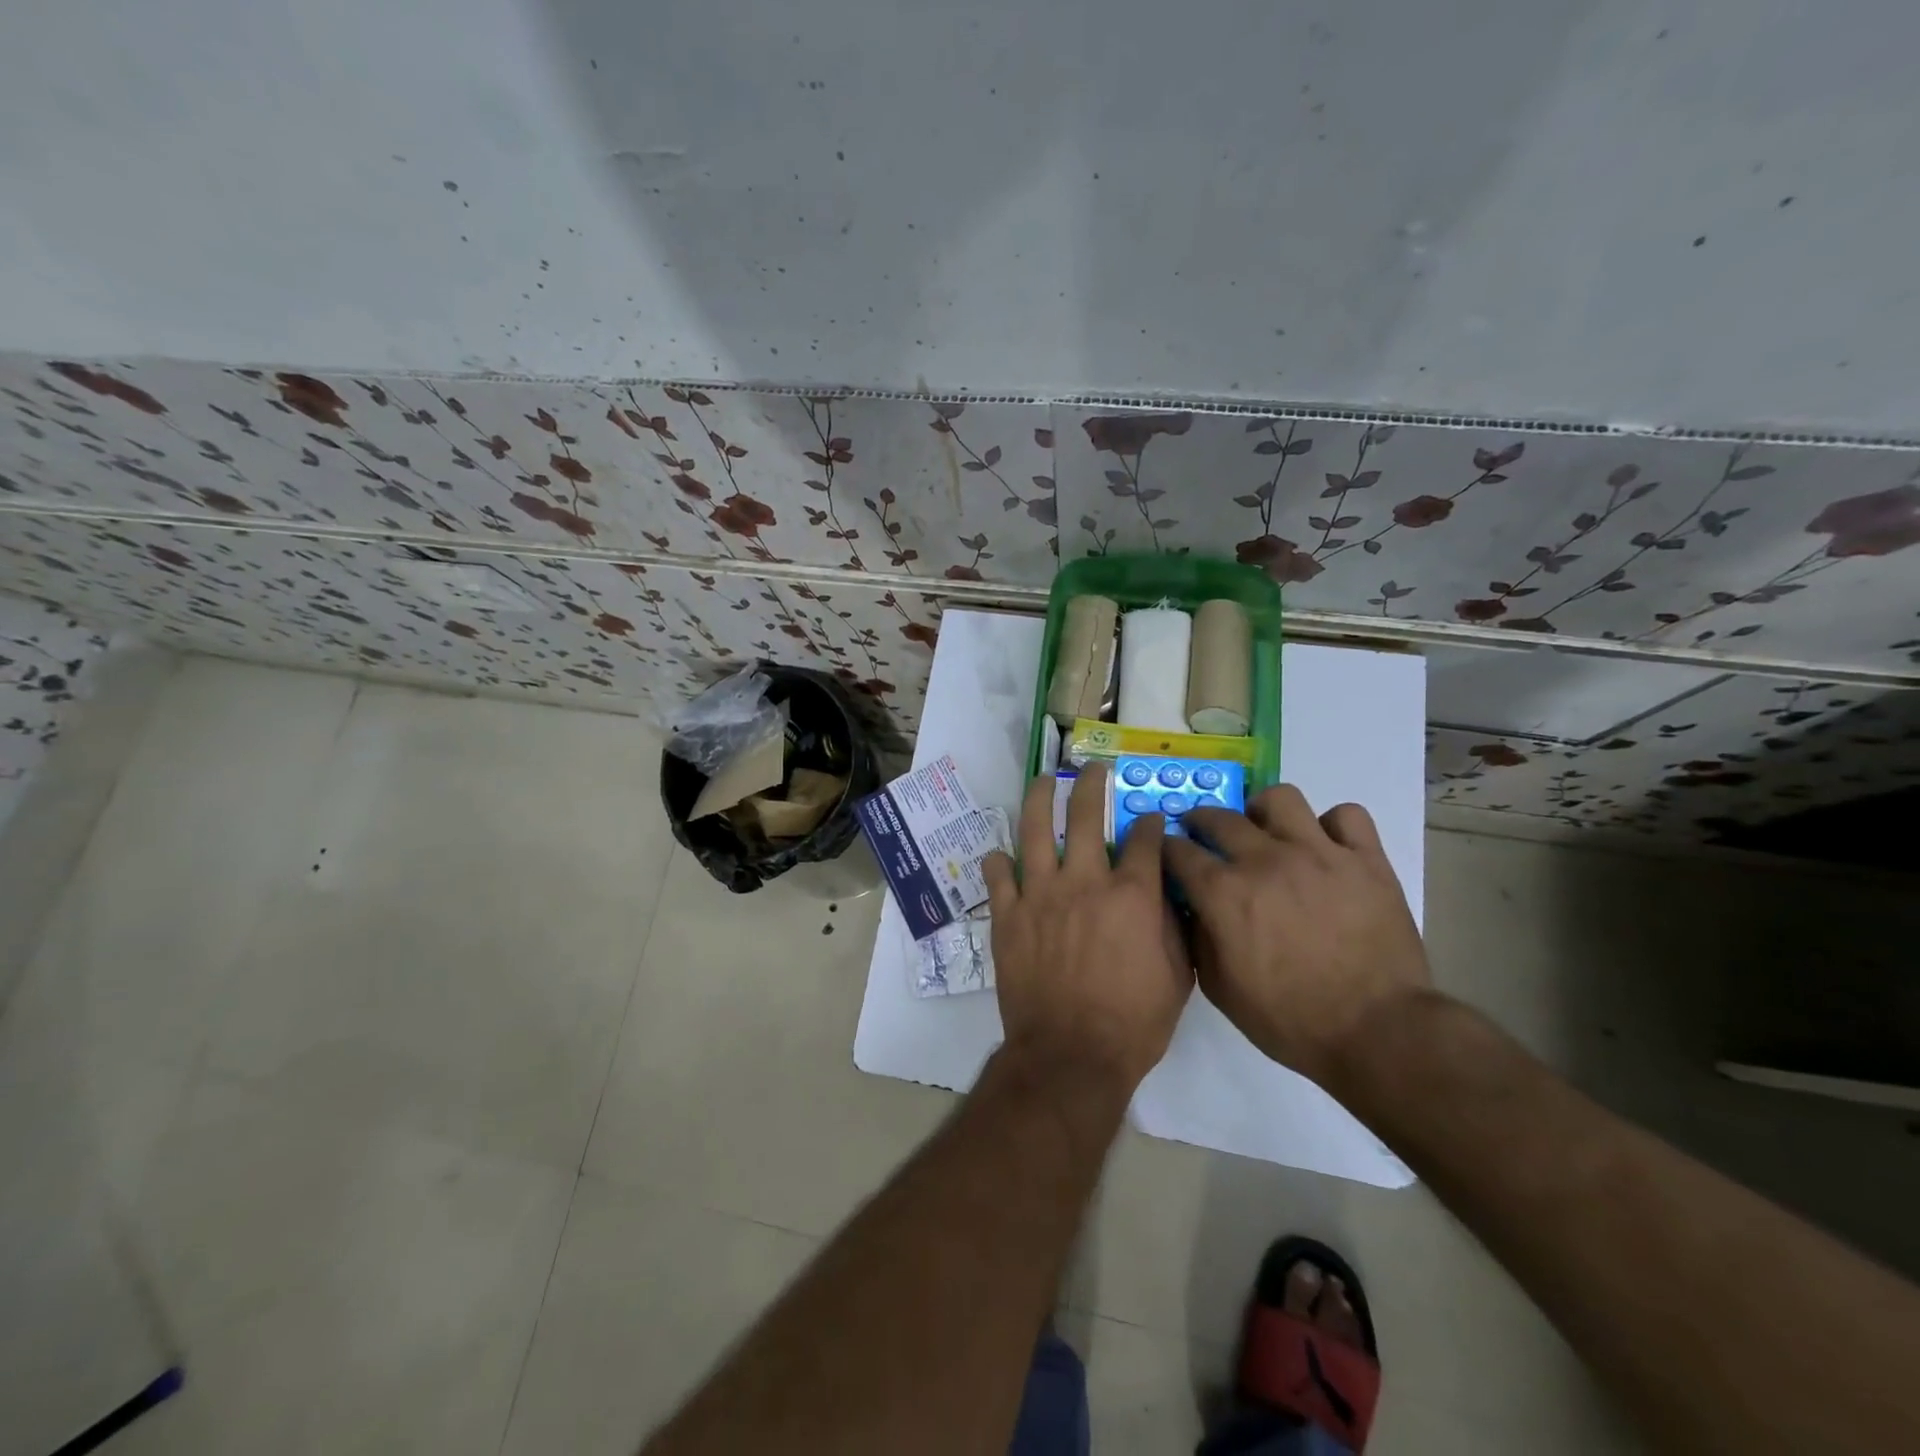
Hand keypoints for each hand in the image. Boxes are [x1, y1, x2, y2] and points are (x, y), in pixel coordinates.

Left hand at [983, 764, 1193, 1092]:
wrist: (1071, 1055)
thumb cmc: (1133, 1023)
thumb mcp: (1178, 977)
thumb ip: (1174, 927)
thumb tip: (1170, 894)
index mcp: (1131, 894)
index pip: (1144, 840)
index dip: (1150, 823)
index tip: (1150, 818)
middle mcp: (1084, 881)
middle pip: (1086, 815)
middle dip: (1091, 784)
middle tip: (1091, 769)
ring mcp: (1040, 894)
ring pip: (1036, 830)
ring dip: (1040, 799)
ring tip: (1043, 781)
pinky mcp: (1007, 915)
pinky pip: (998, 875)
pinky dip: (999, 861)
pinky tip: (1003, 854)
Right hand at [1163, 785, 1429, 1086]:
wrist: (1377, 1033)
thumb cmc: (1290, 1019)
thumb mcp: (1220, 989)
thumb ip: (1197, 937)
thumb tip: (1191, 905)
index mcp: (1224, 893)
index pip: (1177, 850)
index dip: (1166, 849)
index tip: (1168, 855)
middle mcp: (1265, 860)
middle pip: (1219, 817)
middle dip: (1201, 822)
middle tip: (1205, 836)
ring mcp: (1319, 853)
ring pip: (1280, 798)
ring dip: (1263, 812)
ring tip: (1267, 833)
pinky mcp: (1366, 859)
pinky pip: (1347, 815)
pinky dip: (1332, 826)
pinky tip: (1326, 848)